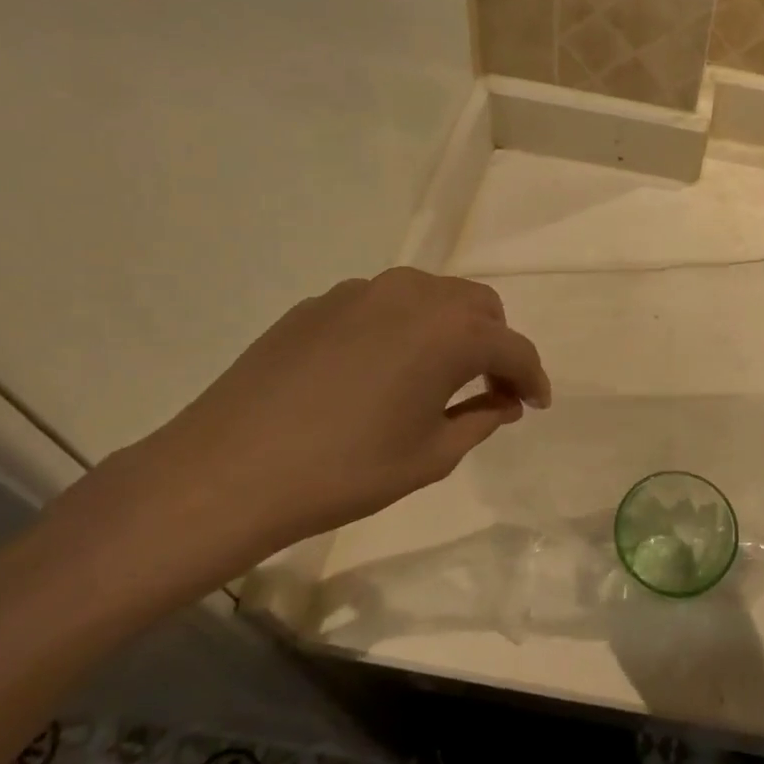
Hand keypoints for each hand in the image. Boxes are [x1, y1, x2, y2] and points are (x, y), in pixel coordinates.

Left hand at [125, 269, 549, 561]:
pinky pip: (383, 305)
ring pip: (431, 296)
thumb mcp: (431, 457)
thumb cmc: (345, 471)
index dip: (533, 378)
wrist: (227, 472)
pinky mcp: (320, 302)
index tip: (537, 404)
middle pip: (478, 307)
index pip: (513, 348)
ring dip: (450, 329)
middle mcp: (414, 295)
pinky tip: (380, 370)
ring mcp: (362, 292)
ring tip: (437, 376)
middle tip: (489, 389)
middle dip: (495, 344)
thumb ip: (481, 420)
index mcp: (451, 331)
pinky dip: (403, 328)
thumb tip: (504, 401)